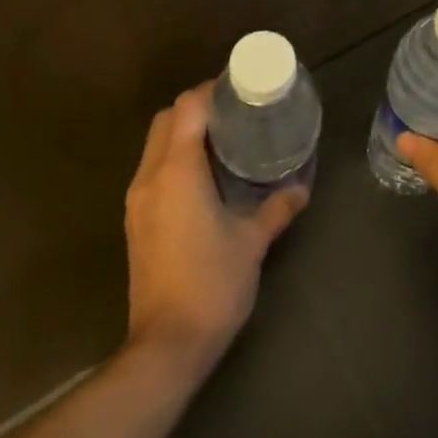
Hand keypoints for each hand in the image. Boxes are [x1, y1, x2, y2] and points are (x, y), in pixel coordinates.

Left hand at [123, 82, 307, 370]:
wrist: (166, 346)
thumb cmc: (212, 284)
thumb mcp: (252, 242)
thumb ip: (277, 208)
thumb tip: (301, 187)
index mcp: (178, 171)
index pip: (187, 107)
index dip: (211, 90)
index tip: (240, 91)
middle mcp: (150, 177)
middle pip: (166, 119)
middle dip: (197, 107)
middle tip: (234, 114)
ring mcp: (138, 200)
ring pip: (156, 144)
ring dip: (184, 133)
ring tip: (224, 140)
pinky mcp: (136, 221)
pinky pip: (153, 169)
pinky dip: (175, 158)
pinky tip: (206, 176)